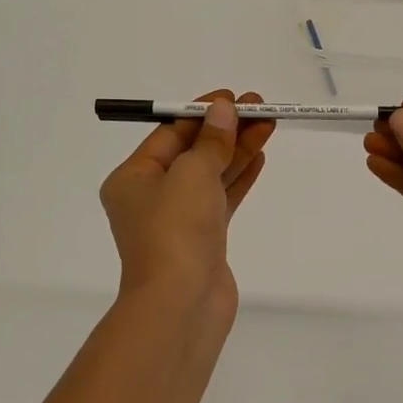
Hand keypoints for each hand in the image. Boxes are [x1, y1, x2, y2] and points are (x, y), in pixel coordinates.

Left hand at [100, 89, 275, 315]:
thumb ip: (211, 142)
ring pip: (211, 175)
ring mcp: (178, 220)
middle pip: (193, 152)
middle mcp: (151, 197)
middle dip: (226, 129)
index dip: (202, 113)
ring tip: (269, 124)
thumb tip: (223, 111)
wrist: (181, 304)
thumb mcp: (192, 174)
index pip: (169, 134)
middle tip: (261, 107)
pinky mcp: (203, 239)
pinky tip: (260, 156)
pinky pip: (221, 199)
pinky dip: (239, 178)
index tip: (234, 98)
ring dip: (238, 150)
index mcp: (133, 179)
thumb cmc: (175, 230)